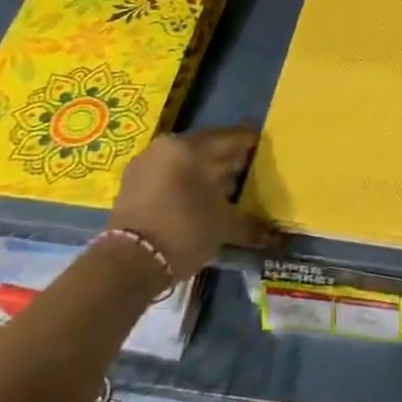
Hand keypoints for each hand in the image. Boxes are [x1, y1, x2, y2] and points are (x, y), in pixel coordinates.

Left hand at [107, 128, 274, 279]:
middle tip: (249, 167)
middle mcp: (165, 147)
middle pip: (205, 147)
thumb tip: (274, 236)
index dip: (250, 142)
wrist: (128, 264)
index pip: (230, 138)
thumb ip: (250, 224)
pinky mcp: (130, 186)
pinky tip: (199, 198)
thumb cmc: (184, 230)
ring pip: (184, 161)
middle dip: (227, 157)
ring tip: (226, 186)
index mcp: (190, 147)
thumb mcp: (224, 226)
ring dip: (204, 171)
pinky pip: (167, 175)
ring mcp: (144, 165)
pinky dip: (184, 182)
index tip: (265, 146)